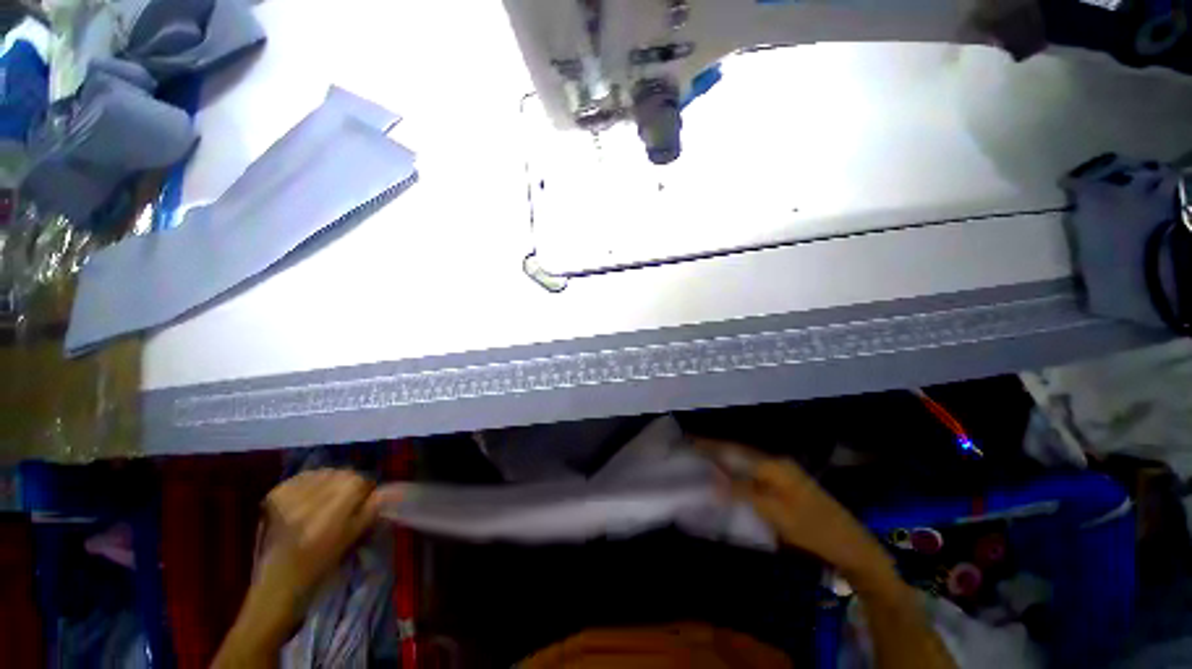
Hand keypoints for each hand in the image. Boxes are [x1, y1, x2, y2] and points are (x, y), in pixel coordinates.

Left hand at [218, 470, 379, 664]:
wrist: (276, 586)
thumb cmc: (319, 569)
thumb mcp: (350, 541)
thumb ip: (369, 512)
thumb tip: (386, 491)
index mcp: (328, 518)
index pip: (356, 482)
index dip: (364, 487)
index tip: (364, 499)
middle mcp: (306, 505)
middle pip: (340, 474)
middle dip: (348, 482)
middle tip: (347, 499)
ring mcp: (286, 500)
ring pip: (322, 473)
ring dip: (330, 480)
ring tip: (328, 497)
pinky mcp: (273, 498)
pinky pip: (301, 477)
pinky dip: (310, 481)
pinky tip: (310, 494)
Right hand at [695, 439, 893, 582]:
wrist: (849, 544)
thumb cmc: (812, 527)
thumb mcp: (774, 511)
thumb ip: (742, 492)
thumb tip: (712, 481)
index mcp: (773, 464)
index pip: (734, 450)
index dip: (710, 445)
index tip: (689, 440)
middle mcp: (776, 462)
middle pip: (738, 452)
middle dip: (714, 450)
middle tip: (690, 449)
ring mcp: (781, 473)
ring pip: (744, 462)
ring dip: (724, 461)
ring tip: (702, 460)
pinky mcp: (784, 484)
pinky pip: (753, 473)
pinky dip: (736, 473)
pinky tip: (726, 478)